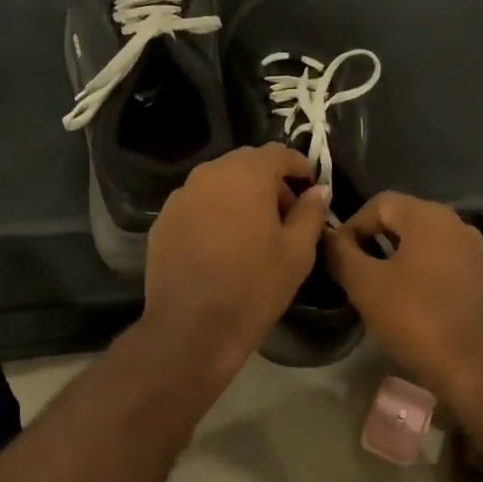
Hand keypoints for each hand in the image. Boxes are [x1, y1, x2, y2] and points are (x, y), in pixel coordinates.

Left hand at [143, 144, 330, 369]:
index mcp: (246, 175)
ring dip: (239, 195)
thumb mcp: (297, 253)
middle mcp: (209, 174)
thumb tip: (319, 190)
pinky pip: (196, 204)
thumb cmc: (253, 287)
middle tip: (284, 213)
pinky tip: (220, 244)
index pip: (278, 153)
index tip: (311, 188)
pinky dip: (213, 212)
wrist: (191, 328)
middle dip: (268, 180)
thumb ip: (310, 213)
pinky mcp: (162, 221)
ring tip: (251, 230)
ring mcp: (180, 197)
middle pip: (245, 163)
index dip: (299, 166)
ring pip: (217, 182)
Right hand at [326, 191, 482, 407]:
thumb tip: (325, 237)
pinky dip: (416, 274)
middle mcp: (456, 224)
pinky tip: (405, 303)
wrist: (479, 368)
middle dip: (371, 242)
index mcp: (429, 216)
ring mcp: (473, 252)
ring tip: (374, 290)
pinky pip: (438, 263)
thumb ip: (340, 254)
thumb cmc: (417, 319)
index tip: (337, 258)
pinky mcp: (480, 279)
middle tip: (351, 274)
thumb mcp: (365, 285)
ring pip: (420, 243)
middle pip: (402, 220)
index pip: (378, 203)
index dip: (350, 225)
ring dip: (393, 260)